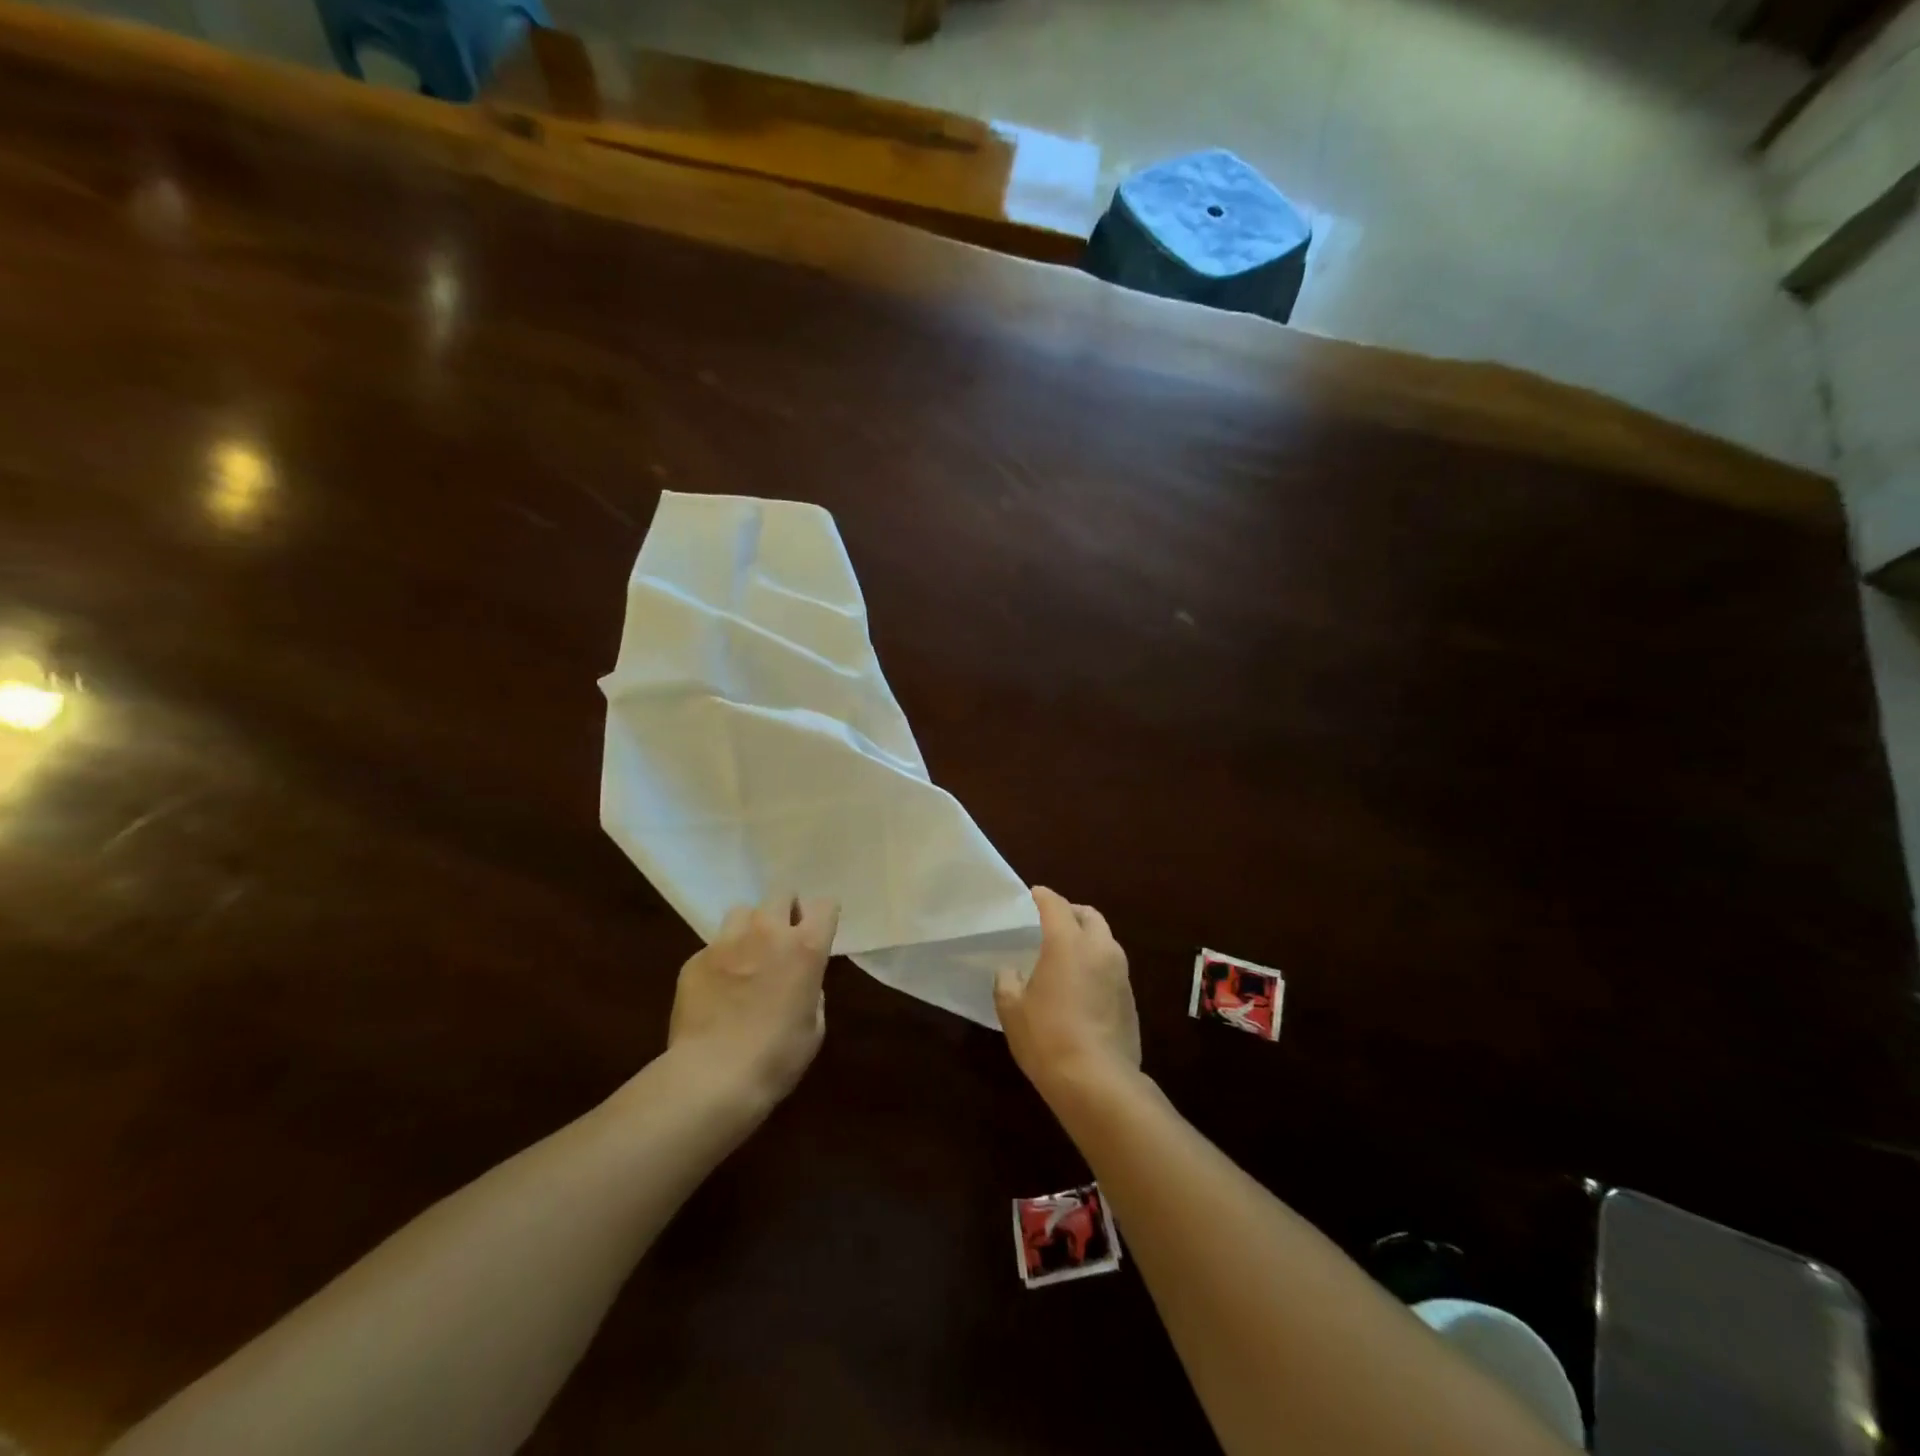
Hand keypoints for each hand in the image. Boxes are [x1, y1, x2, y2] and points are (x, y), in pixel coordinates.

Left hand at [668, 893, 839, 1108]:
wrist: (712, 1077)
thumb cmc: (777, 1058)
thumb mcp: (813, 1028)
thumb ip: (811, 992)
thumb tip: (800, 982)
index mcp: (806, 947)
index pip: (824, 905)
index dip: (822, 917)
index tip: (818, 932)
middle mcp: (767, 932)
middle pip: (780, 895)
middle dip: (785, 911)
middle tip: (782, 940)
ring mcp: (727, 942)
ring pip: (742, 911)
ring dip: (750, 928)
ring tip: (746, 955)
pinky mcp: (694, 959)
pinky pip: (713, 947)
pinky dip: (720, 960)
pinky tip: (717, 989)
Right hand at [994, 886, 1140, 1097]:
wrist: (1097, 1081)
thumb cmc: (1047, 1037)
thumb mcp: (1012, 1010)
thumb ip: (1007, 982)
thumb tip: (1011, 972)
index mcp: (1068, 943)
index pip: (1056, 905)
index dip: (1043, 897)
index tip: (1032, 895)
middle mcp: (1100, 949)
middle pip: (1089, 916)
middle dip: (1071, 913)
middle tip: (1052, 924)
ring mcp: (1121, 973)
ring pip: (1106, 940)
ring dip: (1088, 939)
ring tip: (1067, 955)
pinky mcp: (1131, 998)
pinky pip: (1112, 967)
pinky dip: (1097, 964)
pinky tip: (1082, 986)